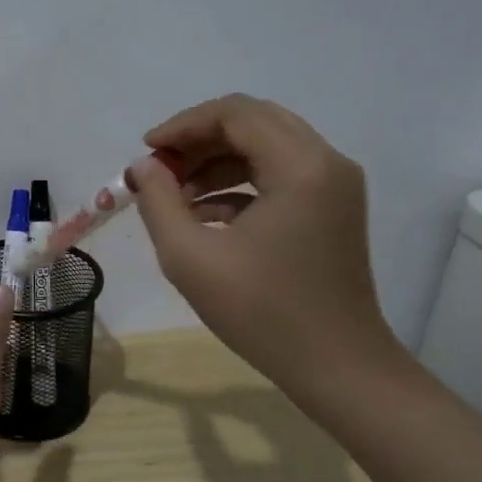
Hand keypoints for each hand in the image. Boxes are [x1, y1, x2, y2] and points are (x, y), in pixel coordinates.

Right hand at [129, 95, 405, 393]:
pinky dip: (238, 184)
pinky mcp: (331, 209)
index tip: (146, 153)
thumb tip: (144, 167)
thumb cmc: (262, 312)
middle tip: (159, 169)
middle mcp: (326, 163)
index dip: (183, 126)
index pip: (235, 114)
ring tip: (174, 194)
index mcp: (301, 166)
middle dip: (199, 140)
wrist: (337, 367)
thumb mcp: (190, 257)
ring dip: (216, 162)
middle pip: (253, 122)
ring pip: (266, 147)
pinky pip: (279, 175)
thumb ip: (159, 201)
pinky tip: (203, 215)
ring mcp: (334, 187)